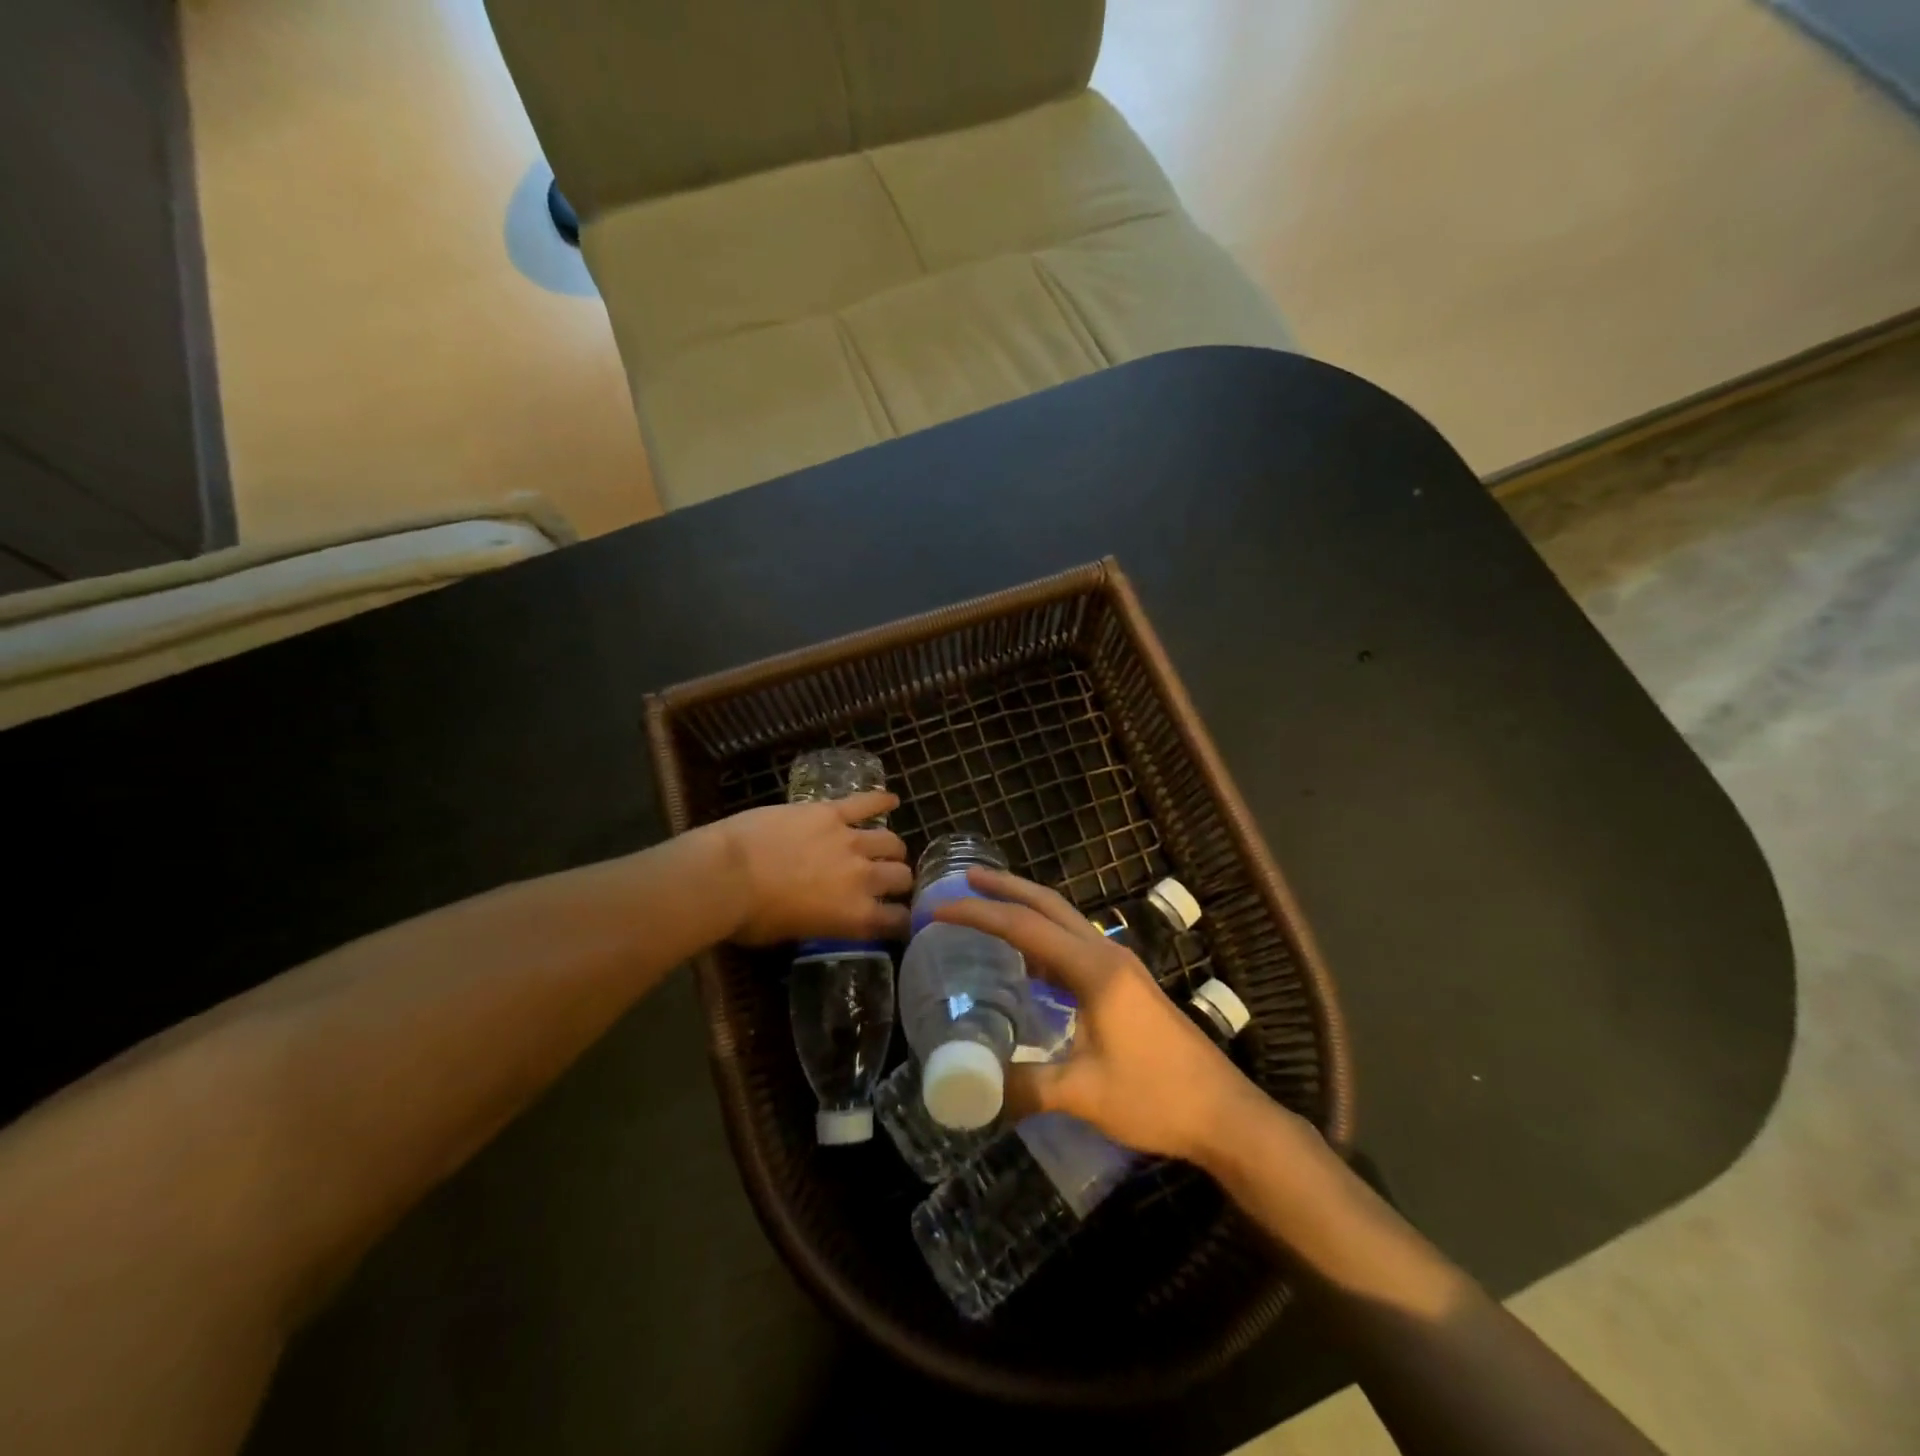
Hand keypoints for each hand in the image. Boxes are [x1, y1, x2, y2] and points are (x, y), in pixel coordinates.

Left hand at [706, 791, 911, 945]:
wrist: (727, 874)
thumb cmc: (749, 917)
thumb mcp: (790, 934)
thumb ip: (821, 922)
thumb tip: (824, 914)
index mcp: (854, 916)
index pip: (896, 920)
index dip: (901, 919)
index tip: (897, 918)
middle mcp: (863, 878)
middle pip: (900, 876)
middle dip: (899, 881)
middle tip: (888, 880)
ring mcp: (850, 841)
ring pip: (890, 842)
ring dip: (891, 848)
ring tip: (888, 848)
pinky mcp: (831, 812)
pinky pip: (865, 803)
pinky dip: (881, 800)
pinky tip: (891, 799)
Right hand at [935, 868, 1288, 1164]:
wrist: (1223, 1112)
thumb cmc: (1155, 1096)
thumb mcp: (1083, 1094)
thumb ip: (1024, 1086)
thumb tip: (973, 1086)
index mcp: (1093, 969)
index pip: (1024, 927)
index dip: (979, 914)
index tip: (939, 909)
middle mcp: (1105, 954)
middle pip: (1048, 905)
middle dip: (1005, 887)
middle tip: (965, 879)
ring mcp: (1119, 966)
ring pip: (1064, 921)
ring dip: (1027, 908)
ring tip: (989, 907)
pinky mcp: (1126, 984)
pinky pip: (1075, 945)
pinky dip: (1044, 938)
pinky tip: (1028, 962)